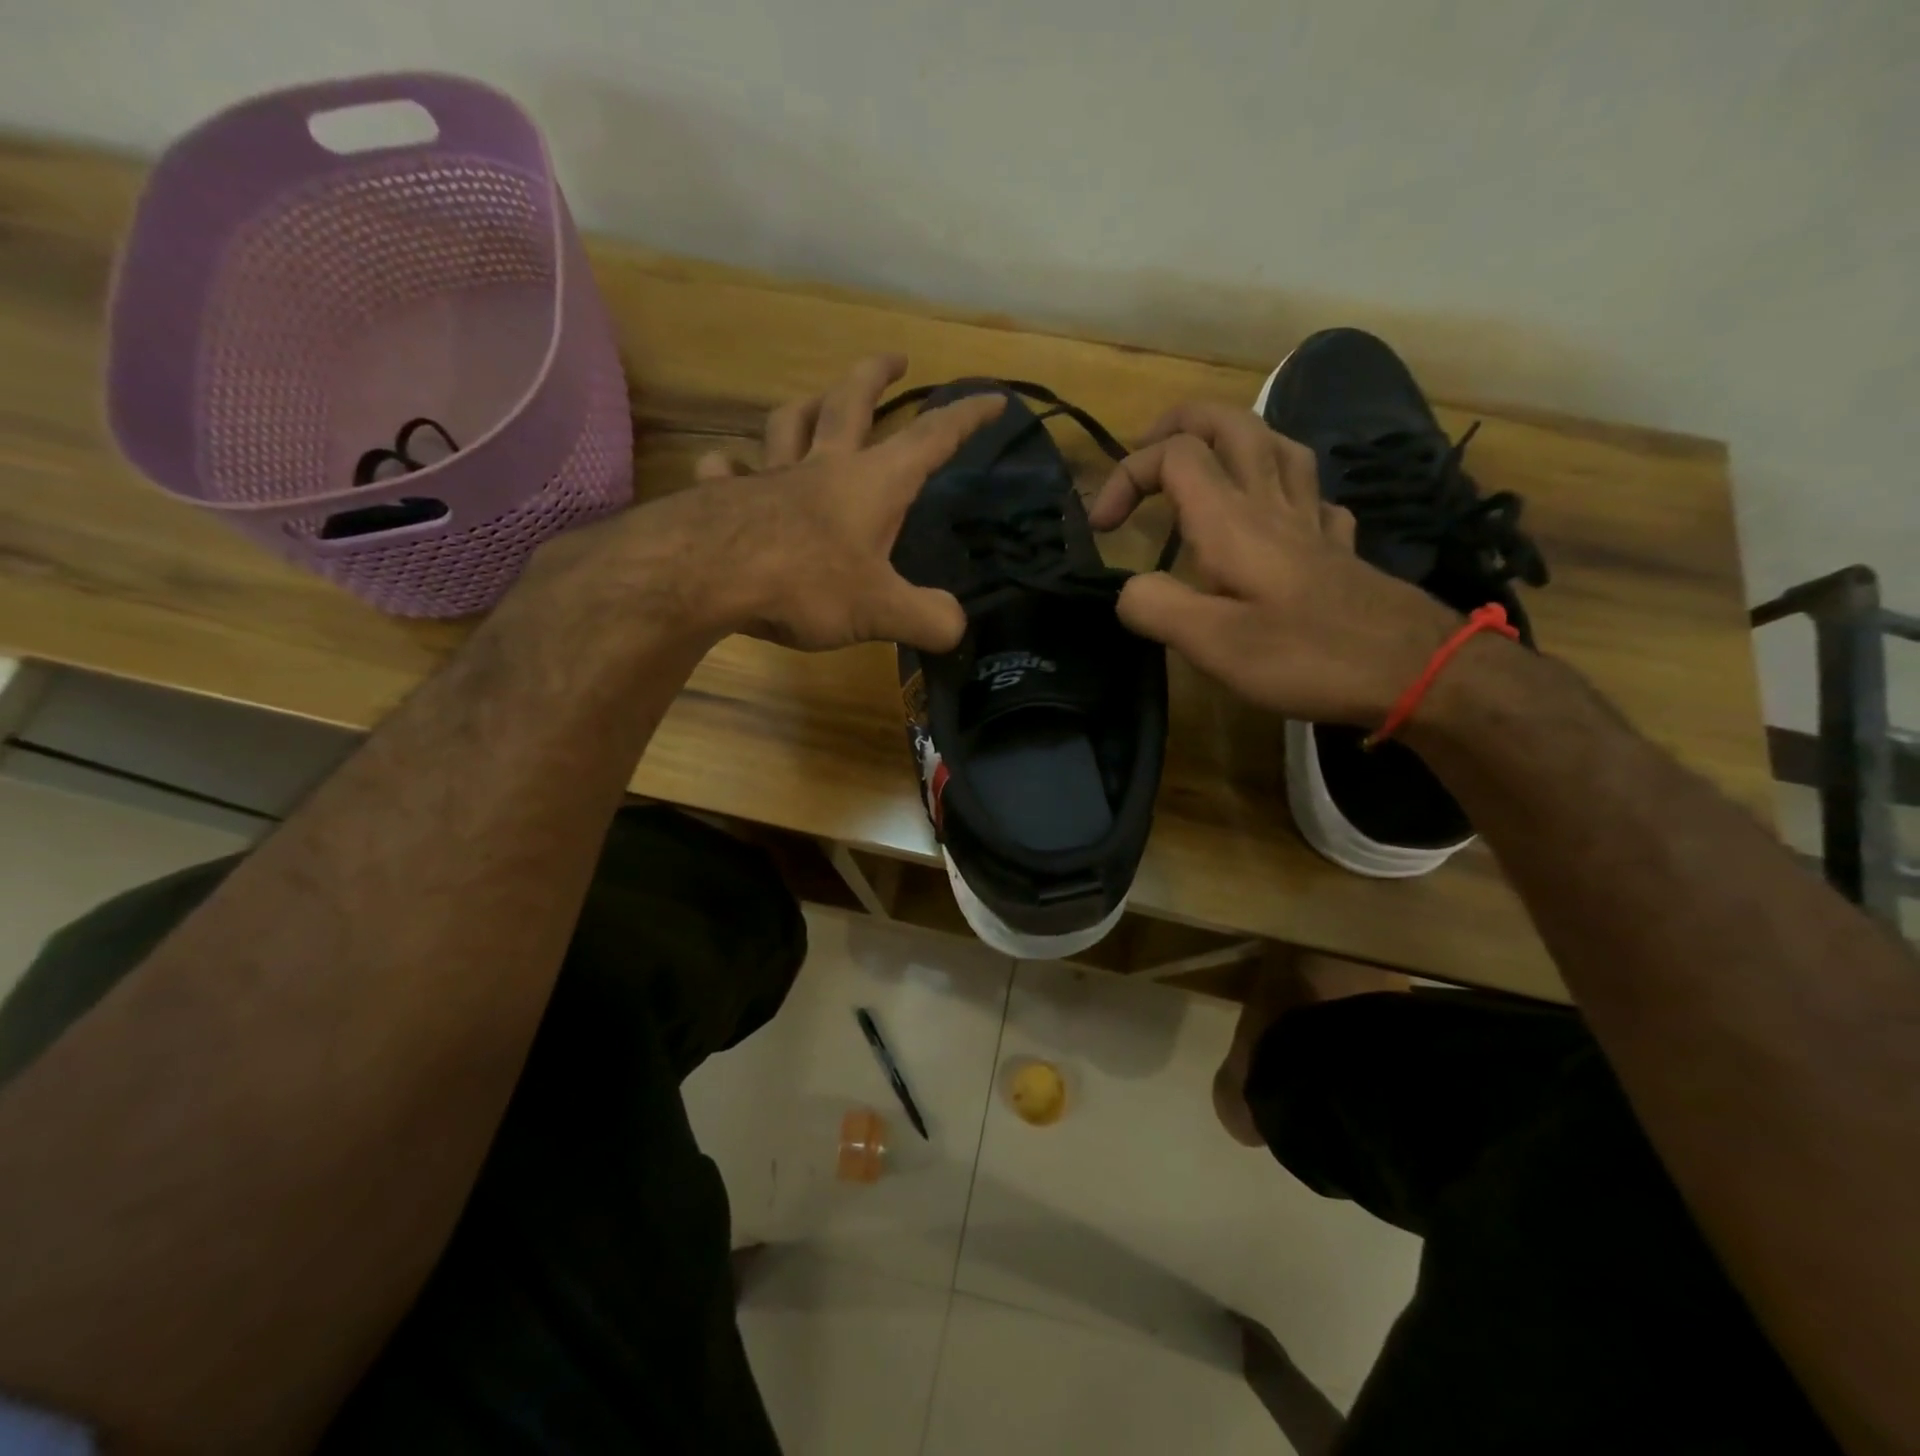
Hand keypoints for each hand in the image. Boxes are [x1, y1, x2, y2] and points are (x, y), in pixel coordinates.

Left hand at [686, 353, 1002, 650]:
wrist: (711, 574)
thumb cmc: (808, 583)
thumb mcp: (881, 610)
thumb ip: (926, 618)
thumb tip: (955, 626)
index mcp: (873, 483)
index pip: (931, 438)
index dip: (966, 417)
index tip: (993, 397)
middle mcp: (823, 466)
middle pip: (851, 402)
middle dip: (876, 376)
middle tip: (893, 358)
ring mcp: (771, 477)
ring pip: (787, 424)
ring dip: (804, 406)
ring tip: (812, 400)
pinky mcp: (726, 497)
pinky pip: (727, 472)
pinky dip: (729, 468)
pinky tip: (725, 469)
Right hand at [1089, 403, 1458, 723]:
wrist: (1414, 670)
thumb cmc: (1306, 655)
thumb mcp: (1212, 644)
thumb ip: (1155, 608)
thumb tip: (1128, 591)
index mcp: (1233, 520)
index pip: (1173, 456)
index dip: (1126, 476)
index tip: (1101, 528)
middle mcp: (1272, 504)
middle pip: (1230, 424)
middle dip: (1179, 424)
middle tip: (1147, 453)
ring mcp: (1313, 520)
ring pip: (1276, 444)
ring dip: (1232, 440)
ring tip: (1205, 465)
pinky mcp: (1339, 546)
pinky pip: (1311, 494)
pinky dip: (1282, 489)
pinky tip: (1277, 515)